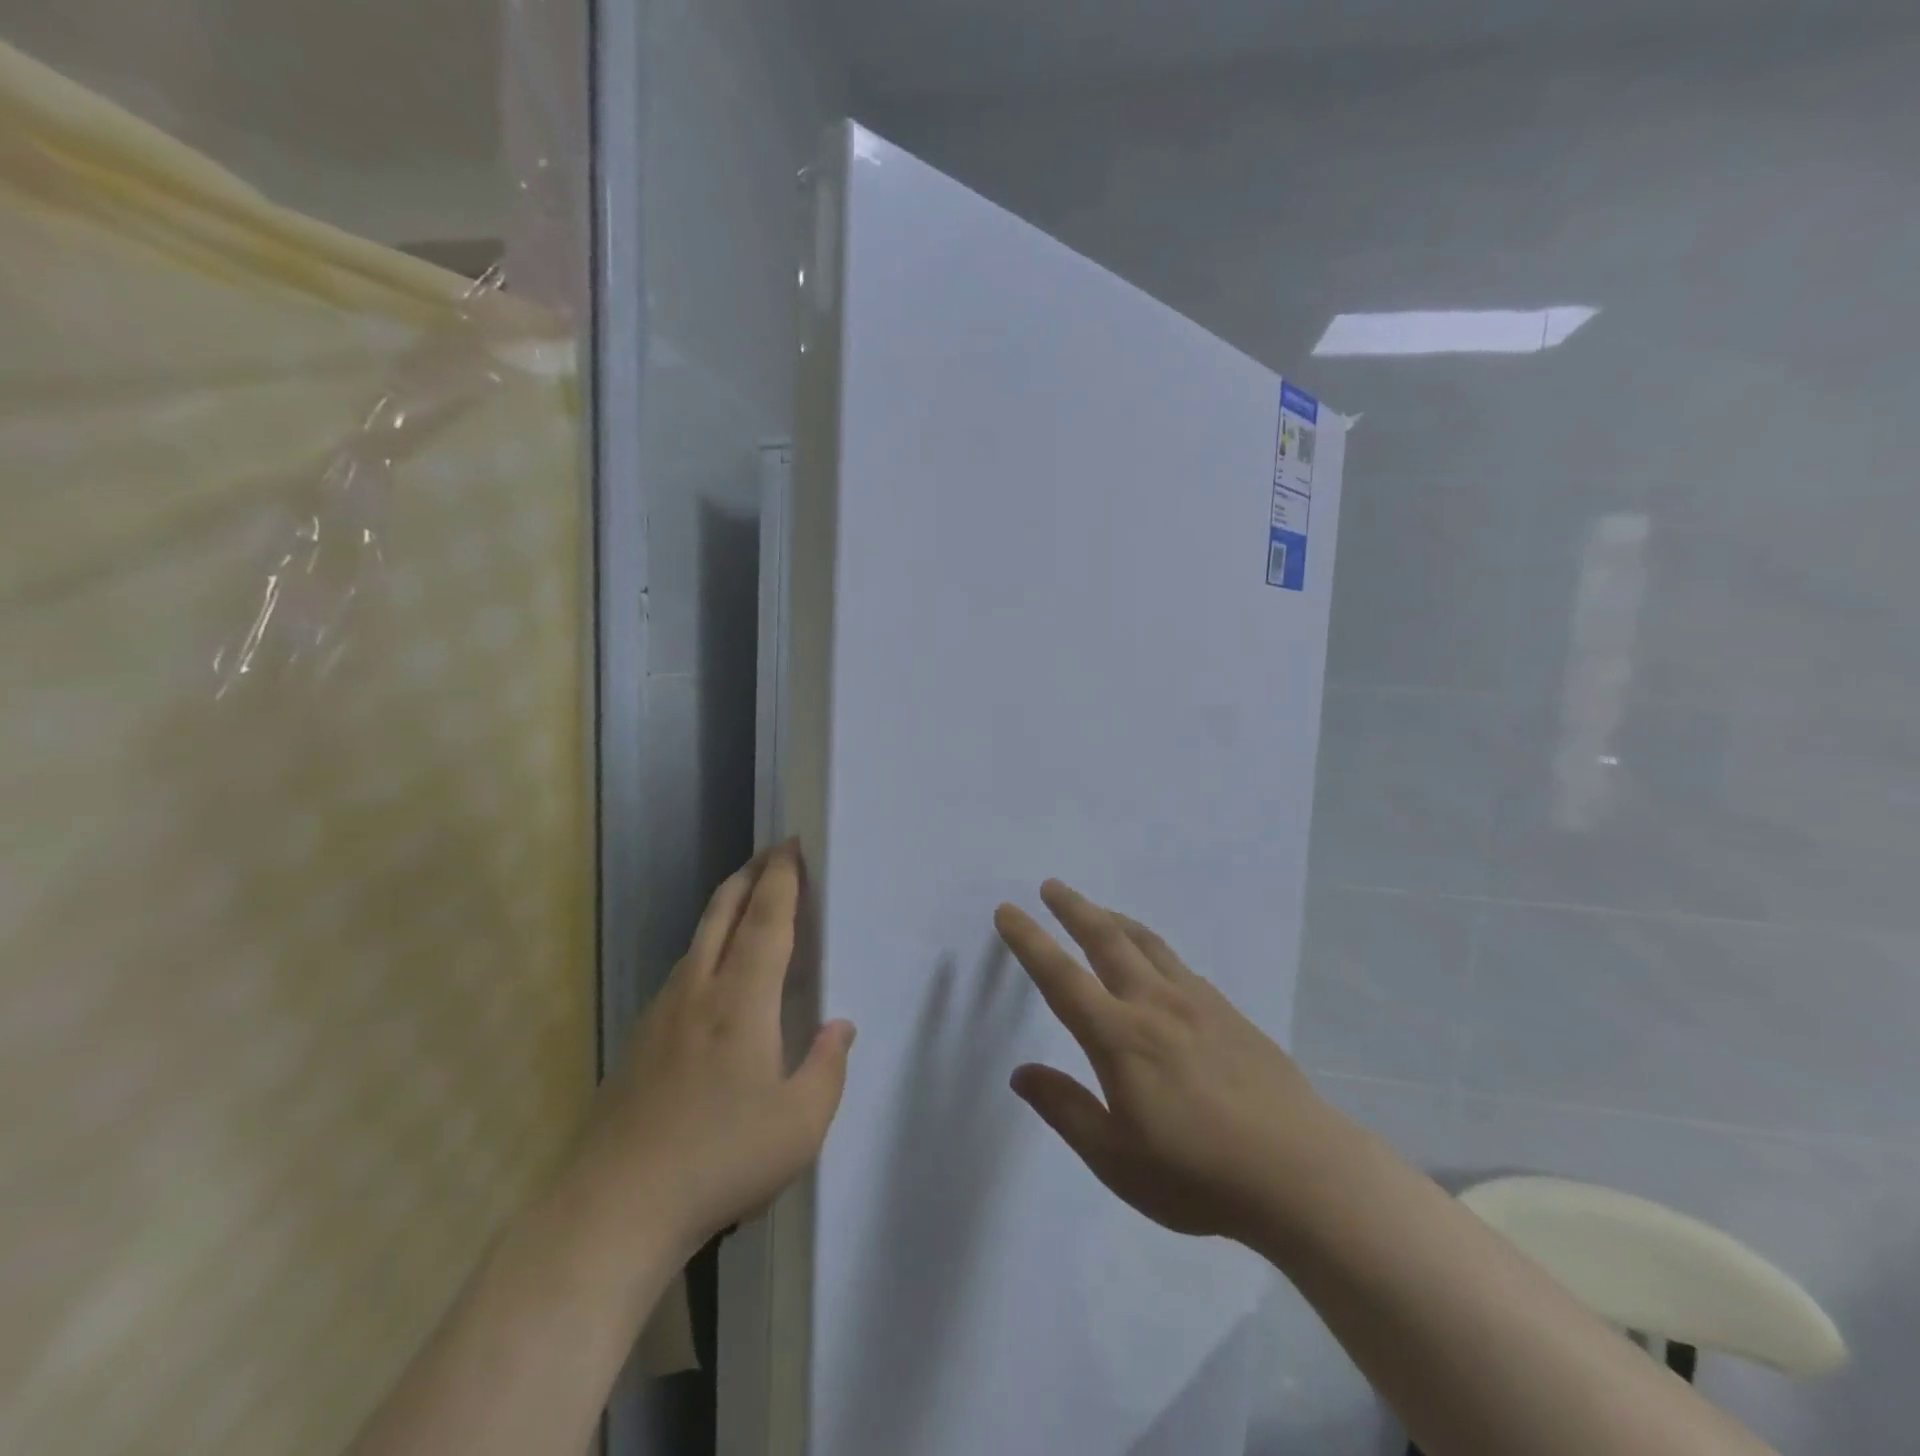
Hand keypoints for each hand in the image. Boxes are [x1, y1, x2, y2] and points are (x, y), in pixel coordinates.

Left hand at [575, 843, 855, 1255]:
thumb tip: (840, 1027)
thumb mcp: (800, 1124)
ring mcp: (662, 1013)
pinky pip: (682, 971)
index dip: (782, 879)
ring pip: (697, 939)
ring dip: (725, 907)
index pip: (767, 920)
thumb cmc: (721, 1160)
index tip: (792, 846)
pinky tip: (711, 972)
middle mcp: (699, 991)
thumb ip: (827, 1068)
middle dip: (750, 875)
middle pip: (723, 913)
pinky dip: (705, 946)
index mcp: (742, 1000)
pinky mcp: (640, 1040)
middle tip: (772, 854)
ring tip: (747, 900)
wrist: (615, 1207)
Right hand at [994, 880, 1342, 1245]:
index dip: (1030, 941)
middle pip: (1106, 939)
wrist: (1302, 1173)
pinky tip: (1155, 961)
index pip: (1061, 977)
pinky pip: (1179, 964)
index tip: (1008, 910)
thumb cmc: (1198, 1175)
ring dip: (1115, 919)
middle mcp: (1154, 1004)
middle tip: (1052, 886)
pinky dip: (1152, 947)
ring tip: (1097, 910)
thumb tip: (1021, 1072)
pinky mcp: (1229, 1012)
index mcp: (1119, 1037)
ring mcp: (1197, 1003)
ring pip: (1147, 943)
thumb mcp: (1116, 1160)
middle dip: (1074, 908)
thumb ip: (1065, 1109)